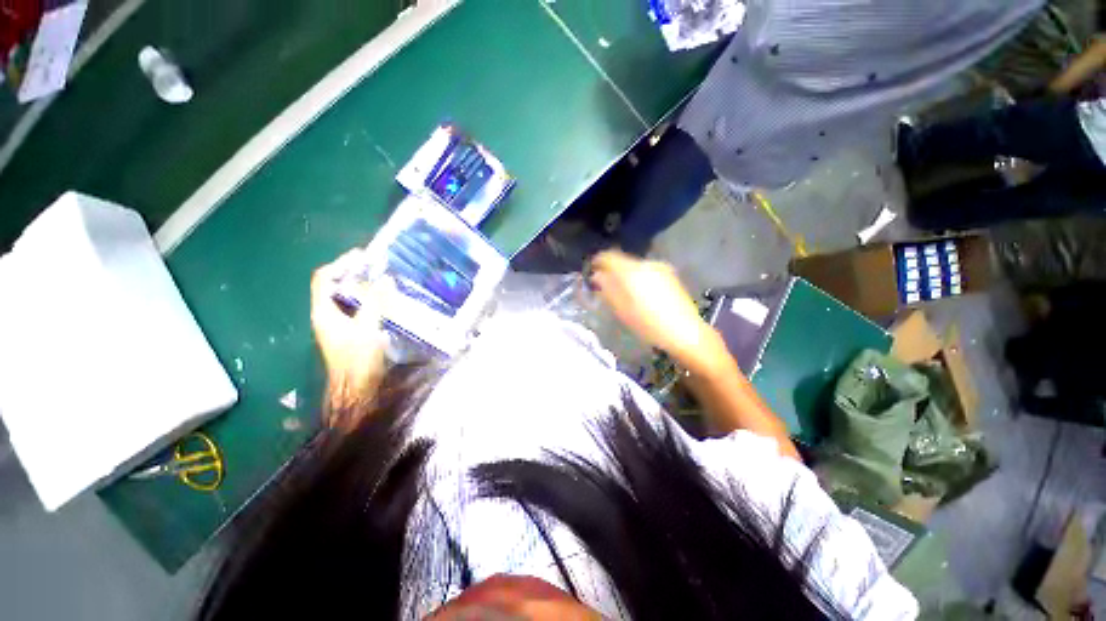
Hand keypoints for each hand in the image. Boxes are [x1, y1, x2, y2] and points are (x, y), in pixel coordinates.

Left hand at [311, 251, 391, 415]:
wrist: (356, 389)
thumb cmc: (358, 359)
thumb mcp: (368, 328)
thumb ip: (376, 303)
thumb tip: (386, 279)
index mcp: (324, 312)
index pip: (324, 279)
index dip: (340, 264)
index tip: (362, 256)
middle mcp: (327, 316)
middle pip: (334, 286)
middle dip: (353, 274)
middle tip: (377, 267)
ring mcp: (337, 325)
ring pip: (346, 298)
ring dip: (363, 287)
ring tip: (383, 280)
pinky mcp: (349, 332)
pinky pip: (356, 309)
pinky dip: (368, 301)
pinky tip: (385, 302)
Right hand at [589, 250, 723, 370]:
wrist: (685, 332)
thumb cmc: (648, 324)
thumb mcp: (622, 310)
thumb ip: (607, 289)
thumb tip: (597, 276)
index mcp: (632, 271)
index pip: (609, 256)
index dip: (598, 262)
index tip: (592, 272)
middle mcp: (646, 264)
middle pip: (623, 261)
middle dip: (612, 271)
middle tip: (606, 287)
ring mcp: (660, 268)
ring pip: (635, 267)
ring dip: (626, 276)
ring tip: (625, 294)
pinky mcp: (670, 275)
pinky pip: (647, 272)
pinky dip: (639, 279)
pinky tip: (642, 296)